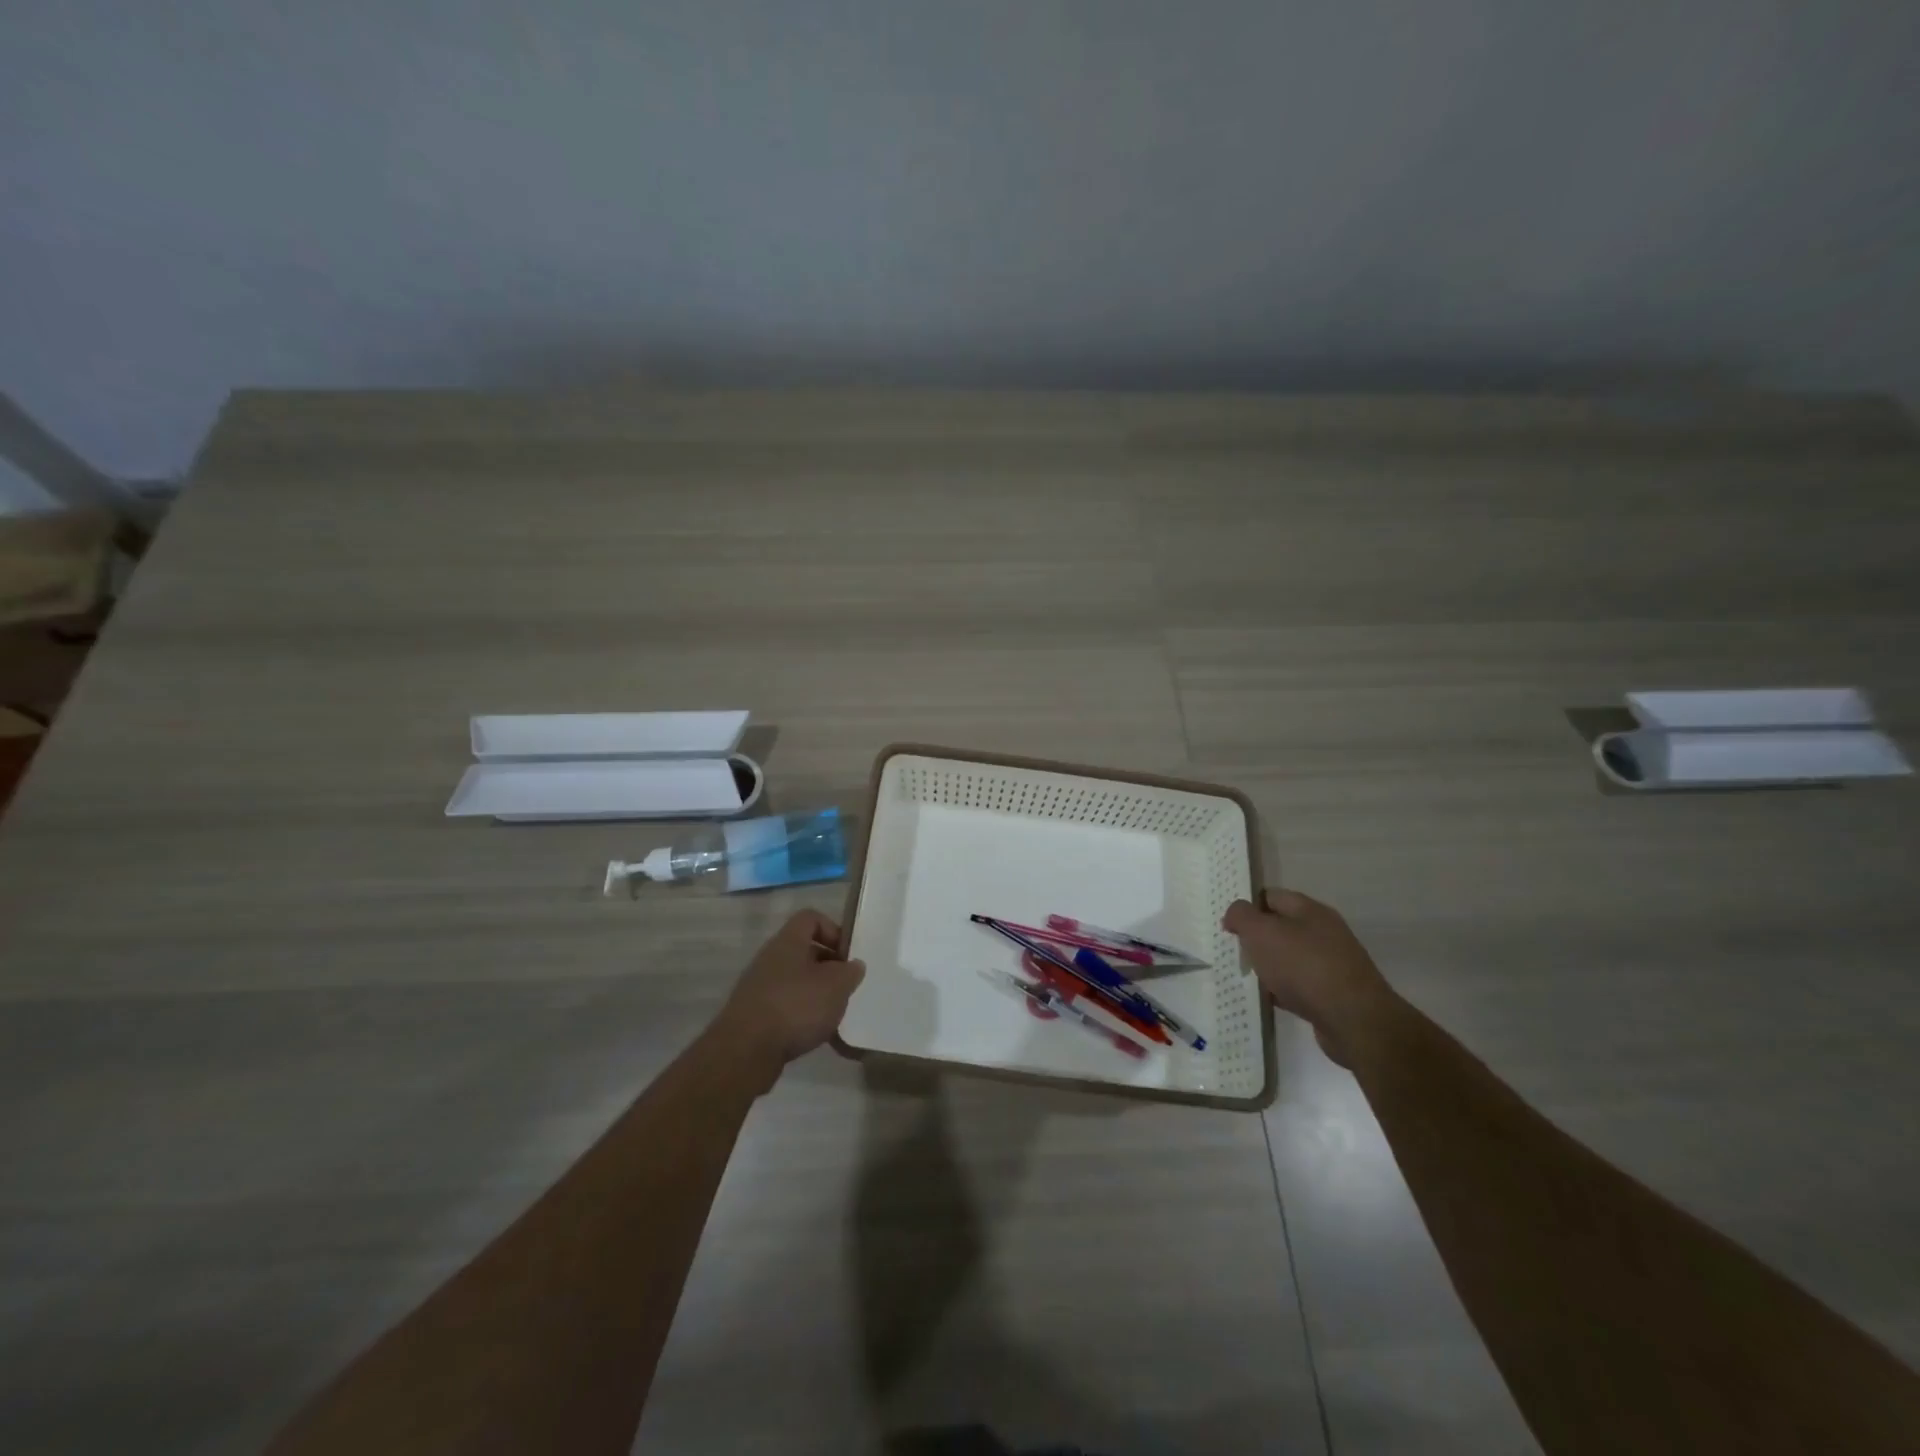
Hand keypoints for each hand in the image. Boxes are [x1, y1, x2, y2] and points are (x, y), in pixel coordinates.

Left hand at [711, 910, 865, 1086]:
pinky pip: (784, 1006)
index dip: (833, 930)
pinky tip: (814, 1034)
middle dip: (828, 967)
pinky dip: (801, 1016)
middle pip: (804, 951)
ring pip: (795, 980)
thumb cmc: (795, 1007)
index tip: (848, 955)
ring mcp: (758, 987)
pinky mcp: (753, 1015)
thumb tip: (853, 965)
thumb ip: (850, 972)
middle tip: (845, 987)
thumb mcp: (836, 986)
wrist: (745, 1052)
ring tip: (833, 1014)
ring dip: (816, 994)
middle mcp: (770, 958)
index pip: (810, 918)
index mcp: (788, 942)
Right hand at [1223, 890, 1393, 1066]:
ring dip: (1267, 967)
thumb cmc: (1303, 966)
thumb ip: (1241, 916)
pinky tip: (1267, 1000)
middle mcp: (1323, 933)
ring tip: (1245, 977)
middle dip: (1255, 939)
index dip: (1247, 906)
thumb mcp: (1261, 932)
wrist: (1354, 1021)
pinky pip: (1298, 986)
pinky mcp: (1332, 995)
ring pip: (1288, 959)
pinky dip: (1281, 991)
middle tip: (1233, 951)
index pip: (1271, 896)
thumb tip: (1234, 914)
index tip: (1227, 925)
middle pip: (1280, 928)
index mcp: (1310, 911)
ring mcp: (1331, 964)